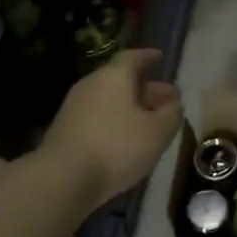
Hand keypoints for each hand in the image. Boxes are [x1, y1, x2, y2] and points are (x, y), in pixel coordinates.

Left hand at [43, 49, 182, 206]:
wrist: (63, 178)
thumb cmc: (117, 147)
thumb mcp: (157, 132)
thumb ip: (171, 114)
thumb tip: (174, 104)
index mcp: (114, 76)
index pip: (133, 57)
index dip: (148, 57)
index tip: (159, 58)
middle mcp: (91, 84)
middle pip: (121, 80)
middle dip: (146, 89)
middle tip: (167, 101)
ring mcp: (74, 108)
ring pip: (110, 100)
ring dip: (131, 108)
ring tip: (150, 123)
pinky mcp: (65, 130)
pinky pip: (98, 117)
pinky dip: (115, 122)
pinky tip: (127, 140)